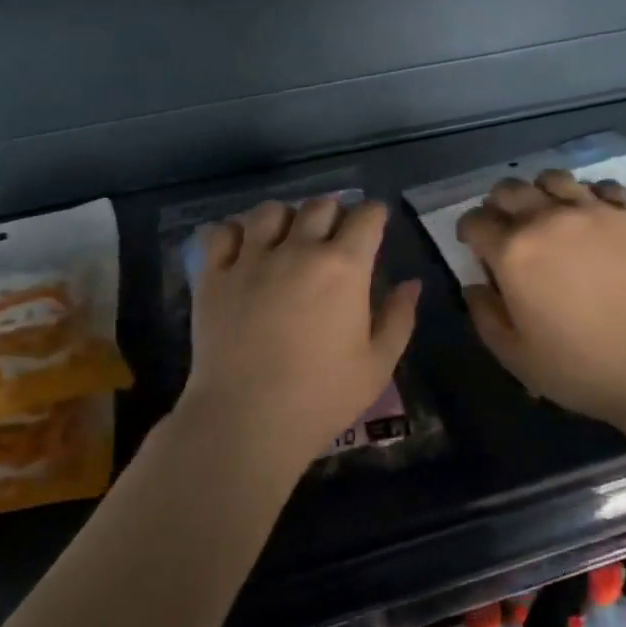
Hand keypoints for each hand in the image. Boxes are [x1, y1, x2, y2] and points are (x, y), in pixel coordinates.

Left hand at [179, 198, 419, 471]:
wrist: (247, 421)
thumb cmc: (322, 396)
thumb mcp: (377, 364)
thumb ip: (399, 318)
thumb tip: (411, 284)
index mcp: (344, 267)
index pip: (366, 216)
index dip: (374, 216)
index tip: (374, 225)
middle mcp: (298, 250)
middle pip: (319, 205)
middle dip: (333, 213)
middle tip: (333, 237)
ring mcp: (251, 259)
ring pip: (269, 211)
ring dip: (285, 218)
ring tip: (286, 239)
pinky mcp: (214, 276)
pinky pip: (221, 233)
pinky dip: (233, 232)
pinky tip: (242, 249)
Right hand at [457, 171, 625, 428]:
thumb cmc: (582, 367)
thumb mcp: (516, 356)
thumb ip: (485, 316)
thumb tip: (474, 286)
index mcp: (513, 252)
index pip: (476, 221)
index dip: (468, 230)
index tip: (473, 243)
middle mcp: (548, 218)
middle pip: (509, 189)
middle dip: (499, 204)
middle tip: (507, 227)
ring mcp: (595, 210)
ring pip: (554, 178)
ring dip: (541, 192)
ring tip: (549, 213)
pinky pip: (604, 186)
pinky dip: (591, 196)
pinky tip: (595, 217)